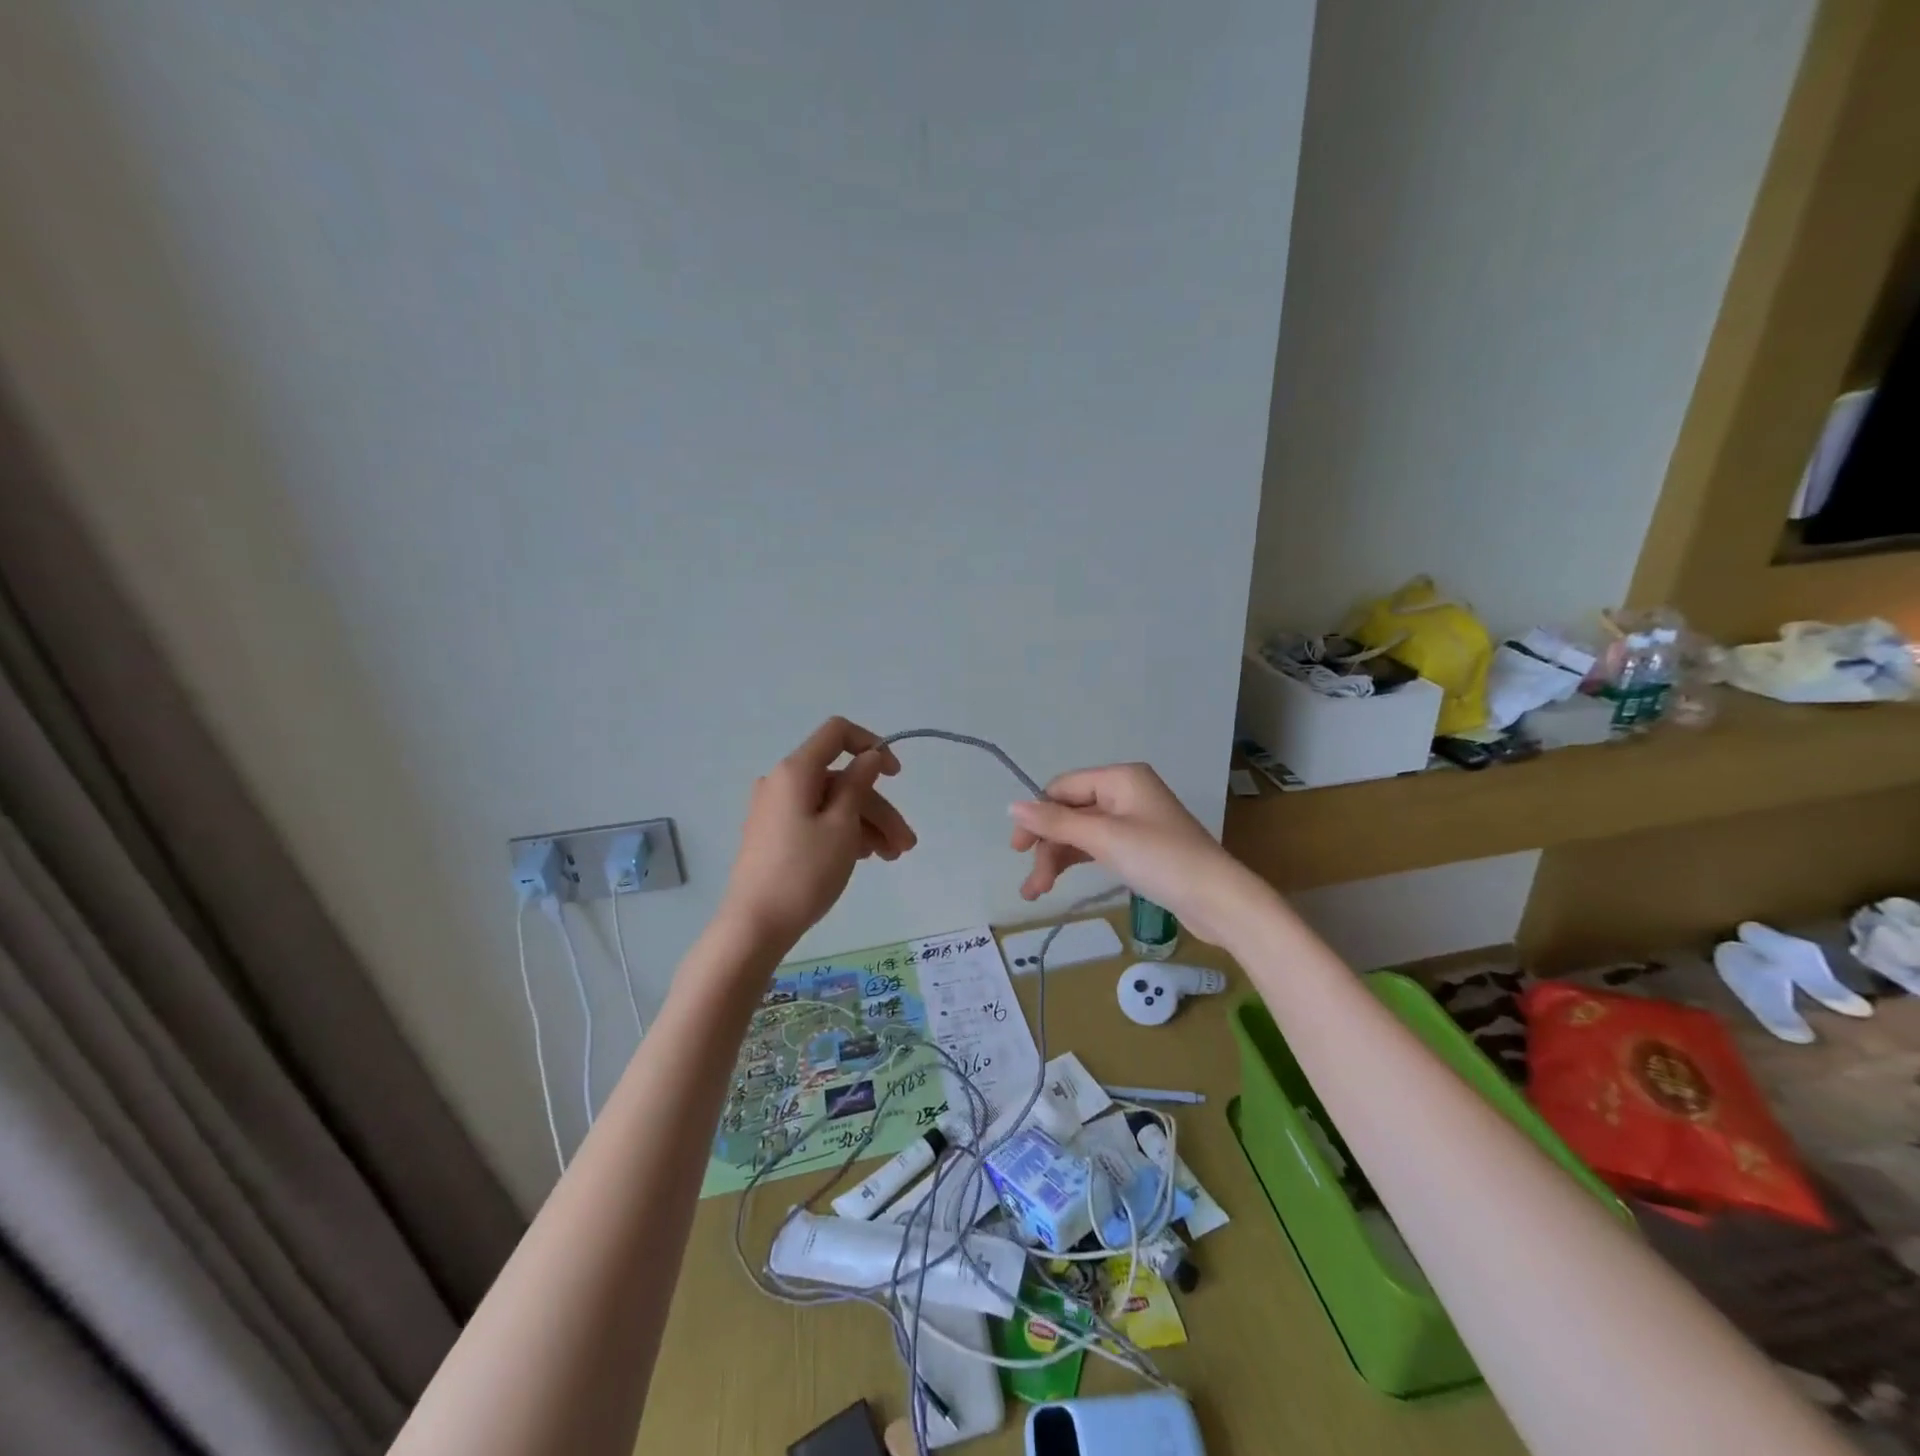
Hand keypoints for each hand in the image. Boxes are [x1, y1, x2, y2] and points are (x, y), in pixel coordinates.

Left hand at [719, 718, 917, 952]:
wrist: (755, 925)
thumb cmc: (804, 872)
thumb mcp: (842, 826)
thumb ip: (859, 784)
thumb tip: (868, 755)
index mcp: (795, 771)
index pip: (837, 733)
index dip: (871, 745)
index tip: (897, 775)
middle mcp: (782, 783)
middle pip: (841, 779)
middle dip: (878, 808)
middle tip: (906, 844)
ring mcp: (776, 810)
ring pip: (832, 804)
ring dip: (866, 825)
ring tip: (892, 858)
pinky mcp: (774, 834)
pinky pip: (816, 820)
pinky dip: (843, 832)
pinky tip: (865, 857)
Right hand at [1008, 763, 1271, 946]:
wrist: (1218, 900)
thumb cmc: (1161, 859)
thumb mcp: (1104, 838)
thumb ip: (1056, 822)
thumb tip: (1012, 806)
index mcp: (1120, 778)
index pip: (1063, 788)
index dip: (1037, 816)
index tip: (1017, 849)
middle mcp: (1125, 793)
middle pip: (1070, 812)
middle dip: (1048, 846)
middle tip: (1033, 884)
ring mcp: (1133, 821)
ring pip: (1081, 833)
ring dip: (1057, 859)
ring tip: (1036, 892)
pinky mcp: (1138, 847)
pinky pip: (1097, 846)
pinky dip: (1077, 862)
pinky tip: (1058, 882)